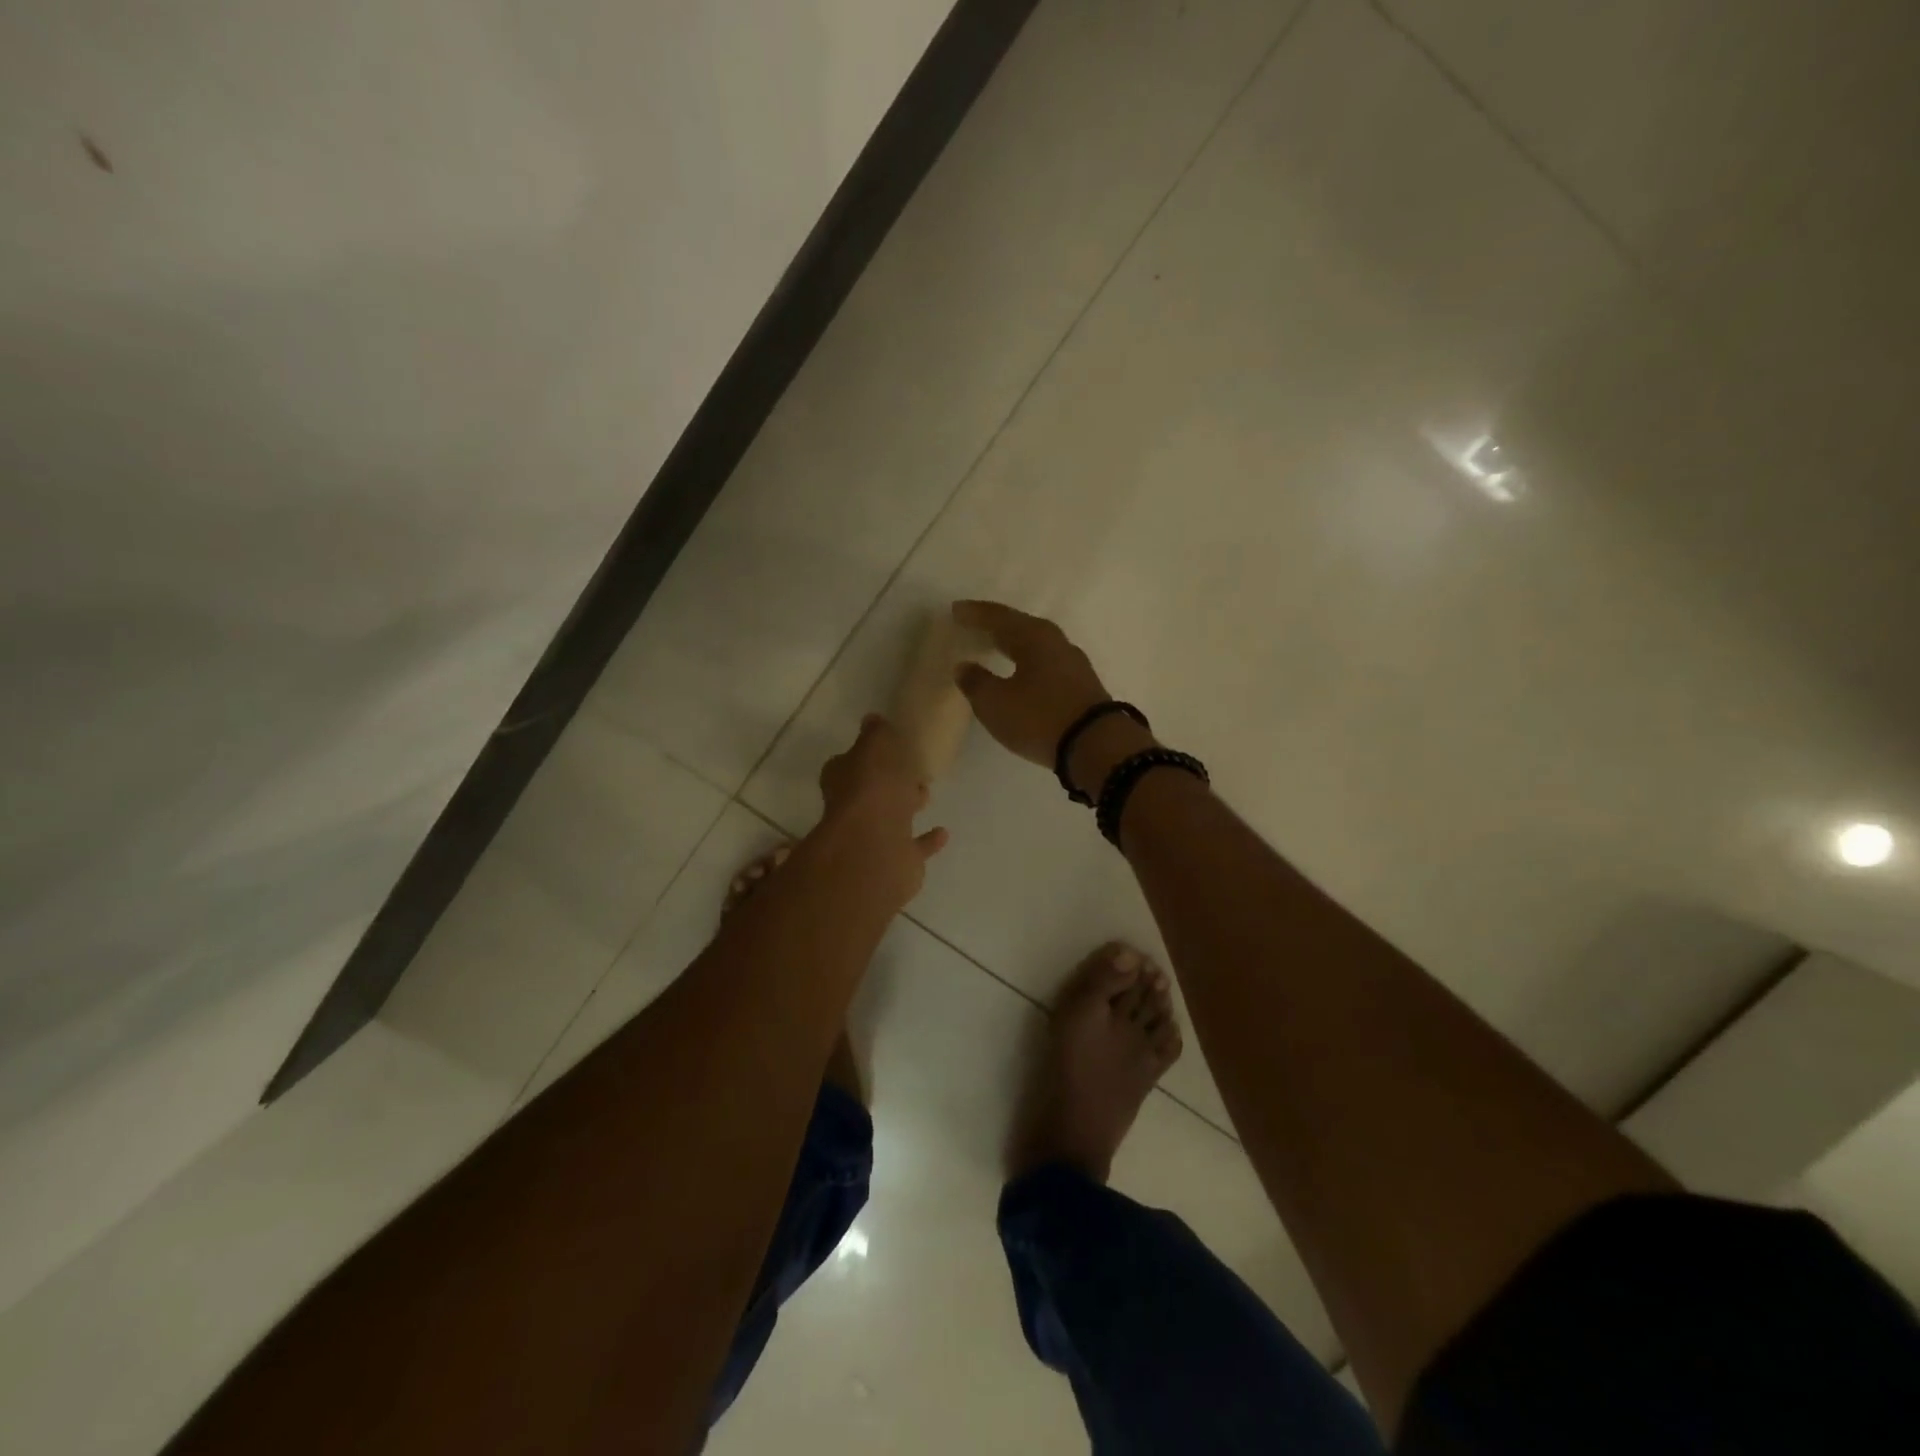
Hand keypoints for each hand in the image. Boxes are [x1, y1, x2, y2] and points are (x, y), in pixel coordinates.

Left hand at [817, 714, 948, 900]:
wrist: (877, 848)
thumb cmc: (874, 789)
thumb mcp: (876, 746)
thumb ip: (877, 734)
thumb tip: (872, 719)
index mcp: (843, 779)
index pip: (849, 762)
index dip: (866, 754)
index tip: (887, 745)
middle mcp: (854, 809)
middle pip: (872, 791)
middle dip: (889, 781)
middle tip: (912, 768)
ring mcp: (874, 837)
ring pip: (892, 818)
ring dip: (906, 807)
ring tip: (926, 793)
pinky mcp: (897, 860)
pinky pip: (914, 847)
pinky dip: (927, 840)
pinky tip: (942, 832)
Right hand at [953, 601, 1150, 794]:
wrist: (1097, 746)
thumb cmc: (1039, 718)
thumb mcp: (995, 703)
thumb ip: (975, 682)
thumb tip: (964, 666)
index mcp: (1033, 636)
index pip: (998, 617)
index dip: (975, 614)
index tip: (955, 610)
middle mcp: (1056, 642)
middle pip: (1020, 627)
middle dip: (996, 626)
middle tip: (973, 625)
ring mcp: (1073, 663)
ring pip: (1036, 645)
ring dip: (1014, 644)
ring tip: (995, 647)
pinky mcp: (1082, 685)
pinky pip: (1047, 664)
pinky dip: (1028, 662)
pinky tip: (1022, 673)